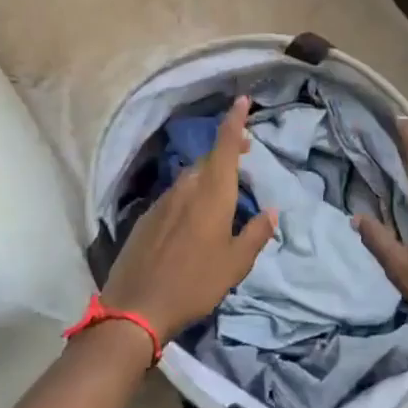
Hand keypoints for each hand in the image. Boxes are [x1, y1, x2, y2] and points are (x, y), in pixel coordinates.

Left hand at [101, 96, 277, 340]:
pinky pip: (176, 194)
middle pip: (209, 158)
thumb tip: (271, 212)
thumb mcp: (235, 264)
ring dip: (209, 174)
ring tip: (223, 189)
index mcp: (212, 192)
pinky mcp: (147, 216)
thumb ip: (256, 234)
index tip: (242, 100)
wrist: (136, 307)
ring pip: (191, 176)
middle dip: (227, 150)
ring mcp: (164, 200)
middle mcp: (187, 187)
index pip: (225, 144)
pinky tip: (193, 218)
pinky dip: (190, 194)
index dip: (235, 120)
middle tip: (245, 154)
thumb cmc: (195, 283)